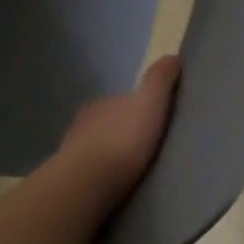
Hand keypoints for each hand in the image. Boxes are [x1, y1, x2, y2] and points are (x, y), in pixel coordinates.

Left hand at [57, 54, 180, 193]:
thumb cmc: (123, 140)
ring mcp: (73, 152)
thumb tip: (172, 56)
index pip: (122, 101)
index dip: (138, 109)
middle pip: (109, 125)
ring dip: (111, 156)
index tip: (154, 122)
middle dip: (123, 134)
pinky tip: (115, 186)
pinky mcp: (71, 180)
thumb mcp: (150, 103)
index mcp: (102, 103)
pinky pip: (91, 174)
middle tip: (146, 149)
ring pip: (97, 150)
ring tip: (133, 172)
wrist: (89, 183)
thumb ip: (159, 81)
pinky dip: (102, 177)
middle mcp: (83, 122)